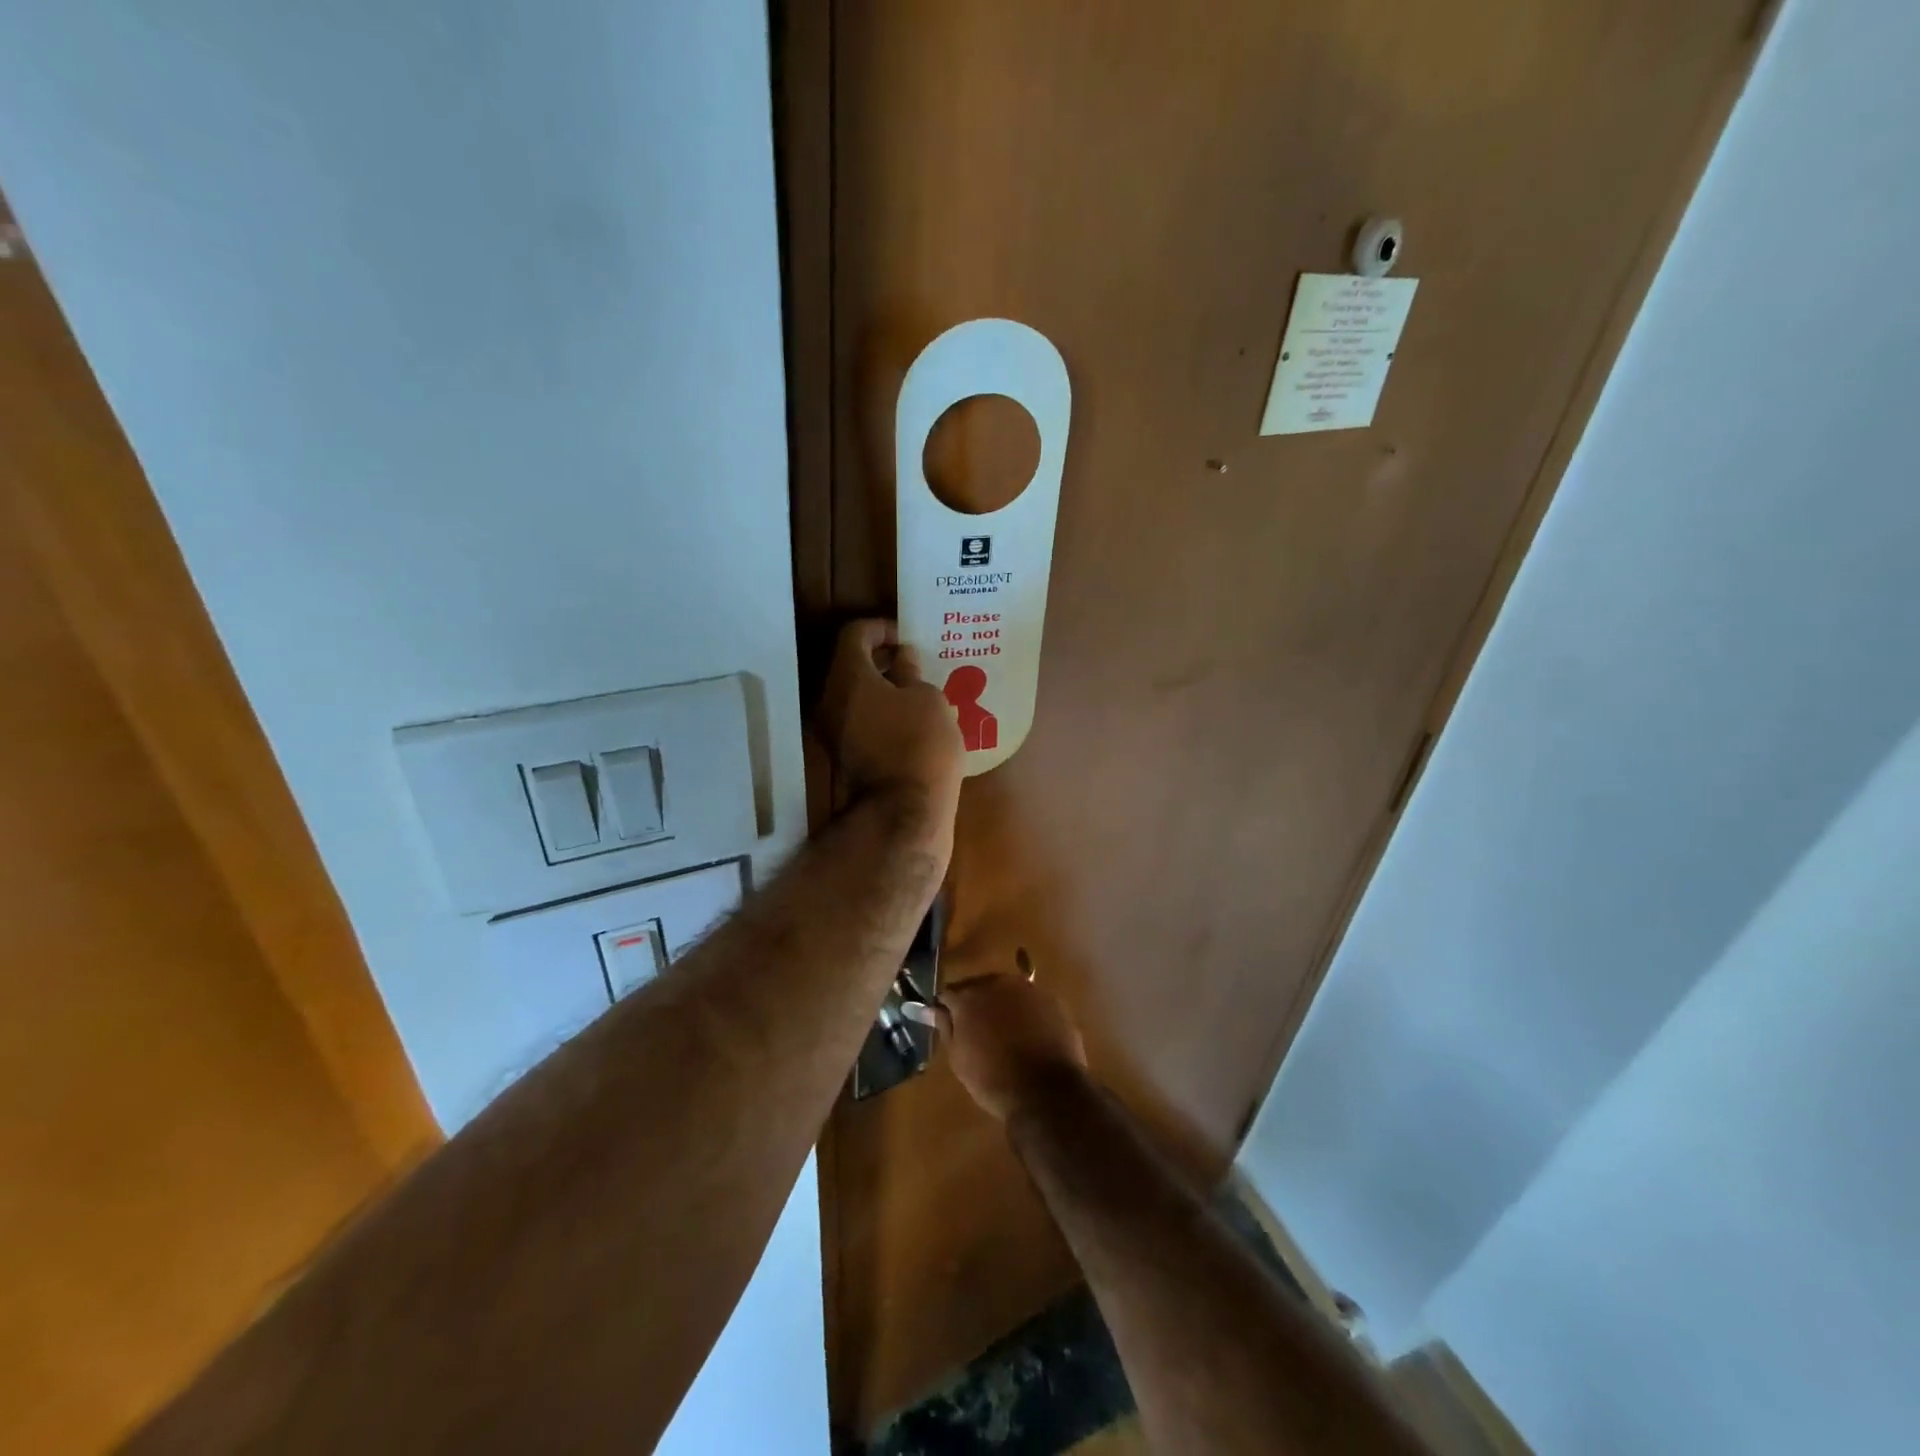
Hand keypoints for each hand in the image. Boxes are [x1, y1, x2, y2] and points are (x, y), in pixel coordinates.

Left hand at [817, 618, 963, 833]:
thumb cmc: (921, 743)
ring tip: (915, 692)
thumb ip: (912, 673)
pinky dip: (879, 713)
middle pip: (849, 665)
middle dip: (880, 659)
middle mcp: (830, 700)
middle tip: (913, 662)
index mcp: (849, 676)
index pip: (854, 634)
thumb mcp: (929, 699)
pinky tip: (908, 720)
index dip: (881, 628)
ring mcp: (832, 732)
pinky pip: (858, 721)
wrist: (904, 812)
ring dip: (880, 688)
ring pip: (853, 696)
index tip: (906, 636)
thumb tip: (902, 659)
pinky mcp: (844, 757)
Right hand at [935, 964, 1087, 1122]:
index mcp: (969, 997)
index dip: (947, 1008)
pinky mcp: (1052, 999)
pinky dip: (1027, 1012)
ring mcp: (1028, 989)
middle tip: (978, 1029)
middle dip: (976, 1003)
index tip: (948, 1022)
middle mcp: (997, 983)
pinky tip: (1029, 1033)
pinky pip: (1031, 1001)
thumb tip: (932, 1009)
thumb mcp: (959, 1058)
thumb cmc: (993, 1080)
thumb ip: (945, 1027)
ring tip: (1005, 1031)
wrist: (1046, 1092)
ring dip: (1002, 1004)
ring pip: (1007, 991)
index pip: (949, 993)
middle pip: (979, 986)